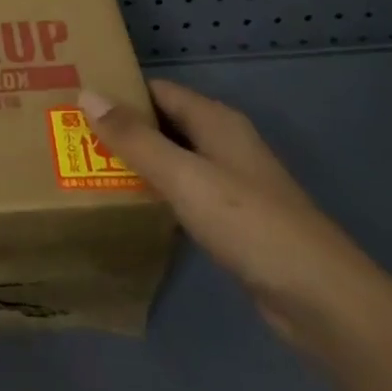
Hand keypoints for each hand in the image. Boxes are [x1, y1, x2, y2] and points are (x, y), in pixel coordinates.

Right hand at [80, 80, 380, 345]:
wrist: (321, 300)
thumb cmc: (249, 223)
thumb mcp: (183, 176)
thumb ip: (134, 138)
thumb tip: (86, 93)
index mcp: (215, 121)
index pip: (157, 90)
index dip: (119, 91)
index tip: (74, 98)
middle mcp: (223, 143)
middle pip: (164, 123)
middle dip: (122, 127)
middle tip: (70, 135)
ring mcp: (231, 183)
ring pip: (173, 159)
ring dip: (137, 162)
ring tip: (87, 167)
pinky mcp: (233, 220)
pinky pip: (184, 192)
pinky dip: (157, 192)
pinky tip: (129, 206)